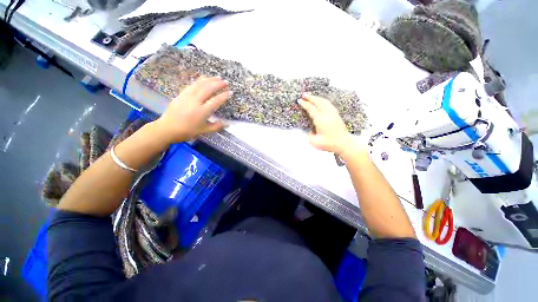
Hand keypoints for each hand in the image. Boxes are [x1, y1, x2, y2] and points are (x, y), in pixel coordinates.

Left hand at [155, 77, 230, 142]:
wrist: (167, 128)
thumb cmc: (187, 131)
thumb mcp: (204, 131)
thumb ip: (216, 126)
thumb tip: (227, 123)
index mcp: (202, 112)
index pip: (216, 101)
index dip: (224, 96)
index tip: (230, 92)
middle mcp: (195, 101)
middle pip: (208, 89)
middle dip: (218, 84)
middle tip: (225, 82)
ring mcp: (187, 96)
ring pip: (200, 84)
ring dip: (209, 80)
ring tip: (217, 77)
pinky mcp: (181, 94)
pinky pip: (192, 85)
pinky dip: (199, 80)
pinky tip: (204, 78)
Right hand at [299, 94, 354, 154]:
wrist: (344, 144)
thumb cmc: (329, 144)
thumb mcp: (314, 142)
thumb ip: (309, 135)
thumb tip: (309, 130)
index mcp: (321, 120)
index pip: (311, 109)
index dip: (305, 104)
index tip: (299, 101)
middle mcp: (327, 114)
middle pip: (318, 102)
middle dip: (310, 97)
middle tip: (304, 95)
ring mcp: (333, 114)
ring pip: (324, 102)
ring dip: (317, 98)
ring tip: (311, 96)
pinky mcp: (336, 115)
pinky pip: (328, 104)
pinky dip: (323, 101)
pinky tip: (321, 101)